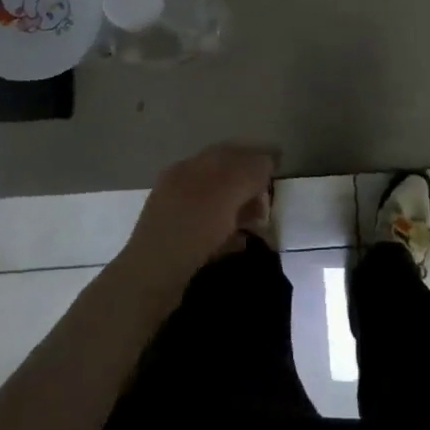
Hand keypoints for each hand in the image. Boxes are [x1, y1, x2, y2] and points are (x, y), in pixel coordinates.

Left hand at [121, 143, 274, 286]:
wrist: (152, 277)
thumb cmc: (193, 227)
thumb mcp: (228, 192)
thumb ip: (250, 171)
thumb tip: (267, 161)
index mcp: (191, 165)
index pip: (230, 152)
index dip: (256, 158)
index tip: (277, 171)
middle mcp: (181, 184)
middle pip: (224, 178)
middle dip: (250, 187)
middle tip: (268, 205)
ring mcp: (176, 214)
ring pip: (217, 205)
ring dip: (240, 211)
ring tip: (258, 226)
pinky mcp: (176, 242)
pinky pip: (209, 229)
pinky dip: (227, 233)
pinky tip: (240, 244)